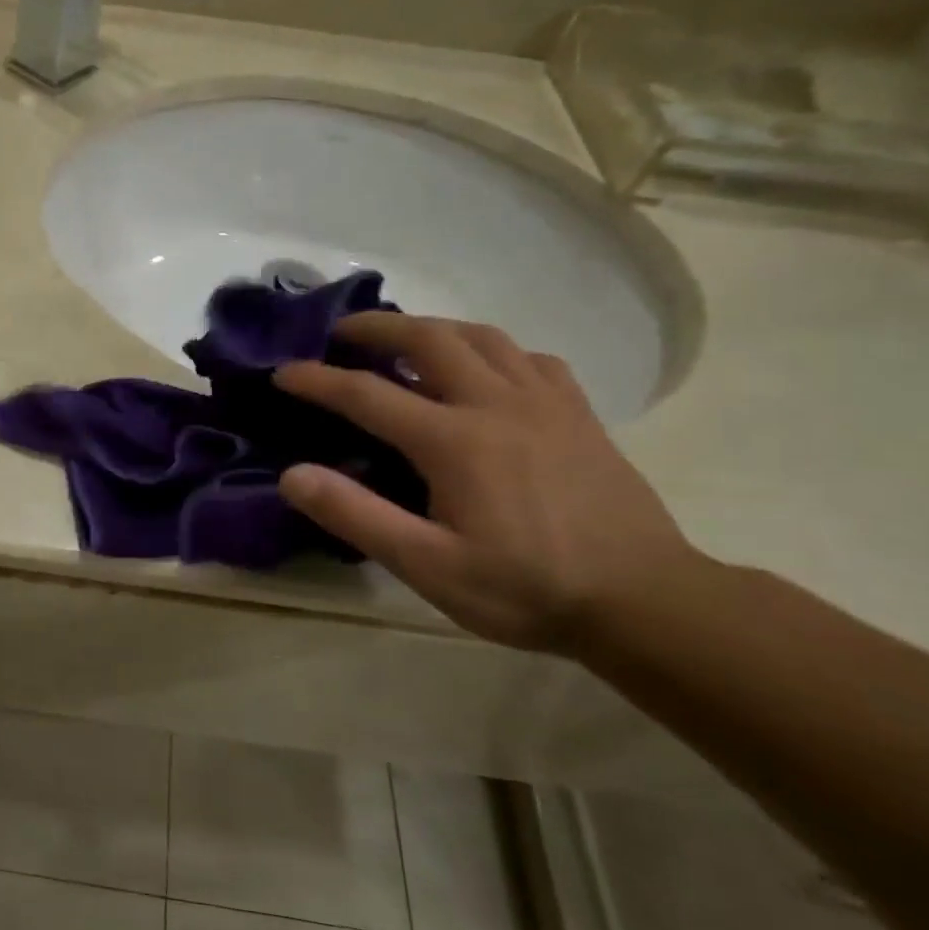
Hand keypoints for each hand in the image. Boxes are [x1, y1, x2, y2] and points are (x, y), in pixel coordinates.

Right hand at [275, 313, 696, 654]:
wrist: (646, 601)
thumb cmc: (526, 588)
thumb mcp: (429, 567)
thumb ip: (357, 516)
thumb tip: (292, 475)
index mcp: (454, 440)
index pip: (366, 394)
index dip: (317, 380)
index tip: (282, 371)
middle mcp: (496, 403)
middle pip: (428, 339)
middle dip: (376, 327)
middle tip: (341, 332)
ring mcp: (544, 402)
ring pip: (481, 336)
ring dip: (432, 328)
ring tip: (404, 339)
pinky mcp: (578, 413)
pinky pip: (528, 358)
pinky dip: (492, 350)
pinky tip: (484, 369)